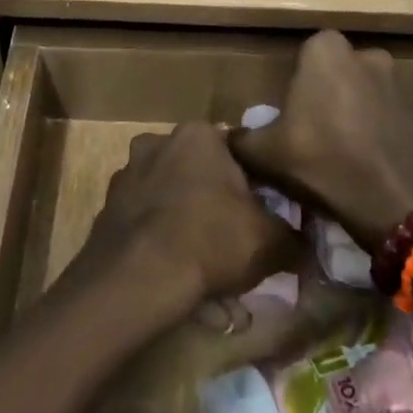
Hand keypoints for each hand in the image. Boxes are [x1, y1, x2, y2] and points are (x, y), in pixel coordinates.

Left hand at [74, 124, 303, 316]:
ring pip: (171, 197)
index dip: (254, 185)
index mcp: (199, 134)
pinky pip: (145, 220)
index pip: (237, 152)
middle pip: (200, 172)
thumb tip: (305, 241)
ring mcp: (127, 173)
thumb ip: (294, 235)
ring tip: (203, 267)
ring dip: (186, 222)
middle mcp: (158, 141)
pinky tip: (173, 273)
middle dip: (215, 202)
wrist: (136, 278)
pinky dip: (159, 240)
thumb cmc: (209, 240)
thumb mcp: (270, 240)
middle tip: (232, 242)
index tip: (262, 215)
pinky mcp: (107, 207)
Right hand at [229, 31, 412, 251]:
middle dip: (328, 93)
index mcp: (327, 53)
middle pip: (338, 72)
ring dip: (357, 113)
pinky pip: (391, 120)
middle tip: (313, 129)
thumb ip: (241, 139)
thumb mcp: (265, 154)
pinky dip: (381, 135)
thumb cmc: (323, 161)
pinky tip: (369, 165)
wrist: (397, 202)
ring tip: (341, 151)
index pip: (306, 53)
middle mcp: (367, 57)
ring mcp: (400, 86)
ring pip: (367, 94)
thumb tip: (225, 136)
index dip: (297, 81)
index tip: (290, 111)